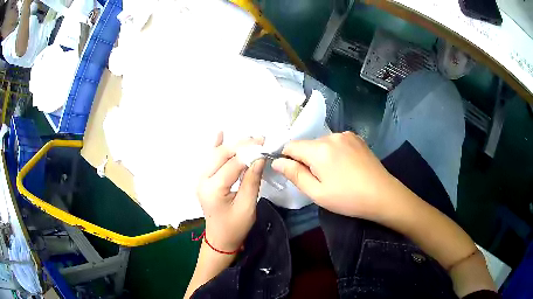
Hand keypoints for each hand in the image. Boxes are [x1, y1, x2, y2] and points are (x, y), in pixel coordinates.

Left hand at [197, 132, 264, 252]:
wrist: (220, 239)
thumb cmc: (235, 227)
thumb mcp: (247, 206)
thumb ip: (252, 180)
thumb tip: (259, 158)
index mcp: (213, 189)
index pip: (233, 164)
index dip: (249, 153)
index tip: (265, 145)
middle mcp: (203, 180)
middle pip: (221, 154)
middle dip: (241, 145)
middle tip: (260, 139)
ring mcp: (201, 179)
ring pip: (215, 154)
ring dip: (233, 145)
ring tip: (250, 138)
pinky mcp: (204, 179)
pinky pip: (209, 159)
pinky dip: (215, 146)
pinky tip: (220, 133)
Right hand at [271, 132, 395, 219]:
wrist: (382, 194)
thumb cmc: (347, 198)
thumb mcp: (317, 192)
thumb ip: (295, 174)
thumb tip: (276, 162)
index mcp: (319, 150)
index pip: (291, 146)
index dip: (288, 159)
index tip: (297, 174)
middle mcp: (331, 136)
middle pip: (307, 145)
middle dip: (307, 159)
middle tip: (319, 179)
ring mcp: (346, 135)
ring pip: (322, 143)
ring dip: (321, 155)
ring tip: (335, 174)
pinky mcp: (357, 138)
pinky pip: (336, 141)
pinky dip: (334, 151)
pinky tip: (346, 166)